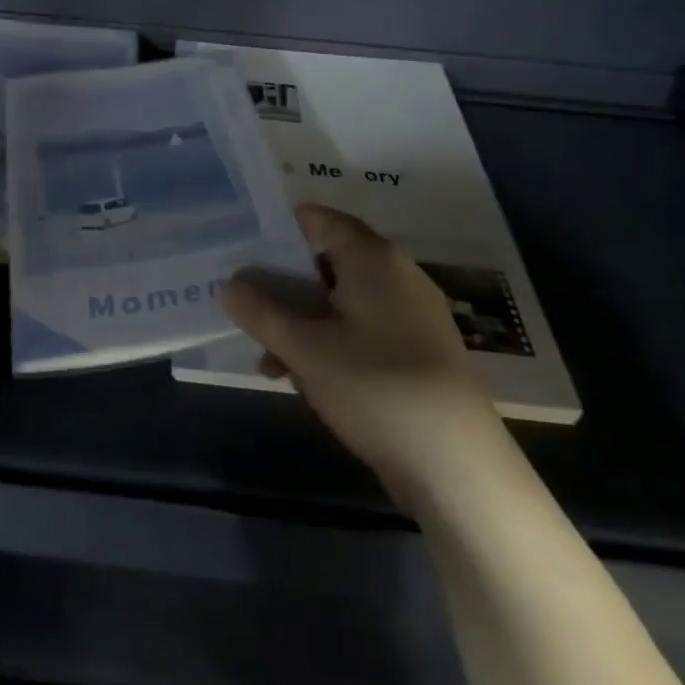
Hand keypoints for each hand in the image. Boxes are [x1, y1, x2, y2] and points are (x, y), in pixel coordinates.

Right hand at [219, 205, 504, 505]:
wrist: (456, 464)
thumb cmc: (374, 386)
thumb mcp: (303, 348)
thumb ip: (260, 312)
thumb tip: (228, 285)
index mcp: (372, 258)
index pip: (317, 219)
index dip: (277, 230)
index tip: (241, 251)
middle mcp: (396, 274)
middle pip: (325, 263)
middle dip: (283, 289)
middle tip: (247, 312)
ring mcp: (412, 314)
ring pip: (340, 302)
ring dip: (302, 324)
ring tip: (271, 364)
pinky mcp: (418, 350)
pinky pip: (362, 330)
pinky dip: (331, 343)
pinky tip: (308, 381)